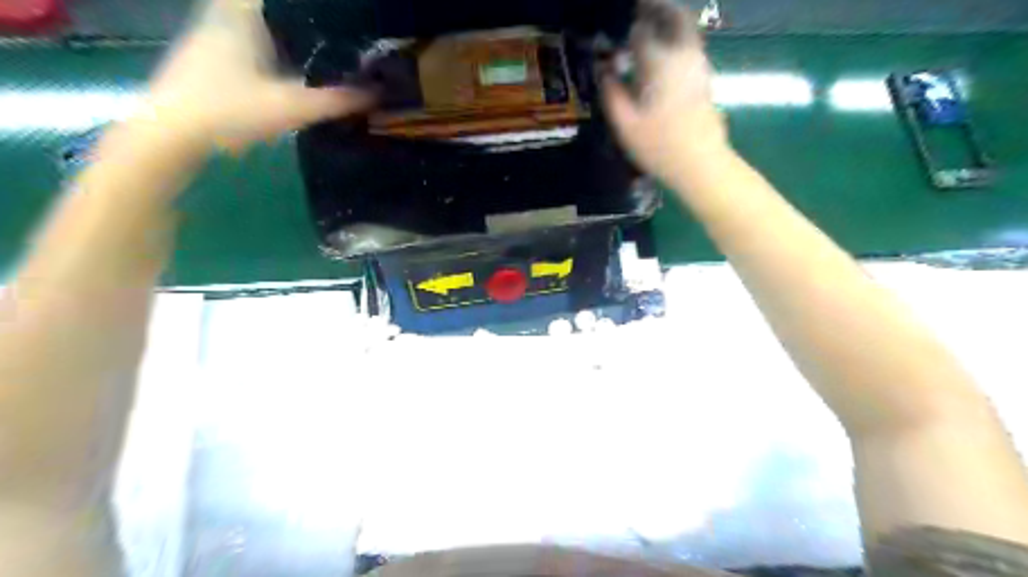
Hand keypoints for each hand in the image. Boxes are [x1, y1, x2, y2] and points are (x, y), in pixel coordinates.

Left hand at [145, 0, 369, 150]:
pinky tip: (288, 69)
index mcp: (243, 15)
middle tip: (339, 34)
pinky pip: (248, 42)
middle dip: (303, 19)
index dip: (310, 5)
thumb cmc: (229, 110)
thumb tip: (377, 94)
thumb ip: (336, 101)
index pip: (282, 1)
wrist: (169, 134)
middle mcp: (225, 17)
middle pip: (268, 10)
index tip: (339, 12)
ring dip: (285, 33)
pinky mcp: (209, 60)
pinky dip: (270, 48)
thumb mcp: (291, 108)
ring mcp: (212, 37)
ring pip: (256, 24)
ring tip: (323, 48)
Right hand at [605, 1, 729, 184]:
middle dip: (657, 9)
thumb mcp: (625, 124)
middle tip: (639, 10)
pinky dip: (676, 38)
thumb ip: (611, 92)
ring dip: (668, 21)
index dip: (627, 29)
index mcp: (660, 63)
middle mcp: (683, 55)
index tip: (614, 37)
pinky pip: (690, 45)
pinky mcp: (705, 77)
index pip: (641, 31)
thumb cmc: (659, 146)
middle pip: (675, 16)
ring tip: (647, 28)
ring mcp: (698, 64)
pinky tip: (662, 54)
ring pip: (686, 29)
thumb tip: (604, 70)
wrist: (701, 163)